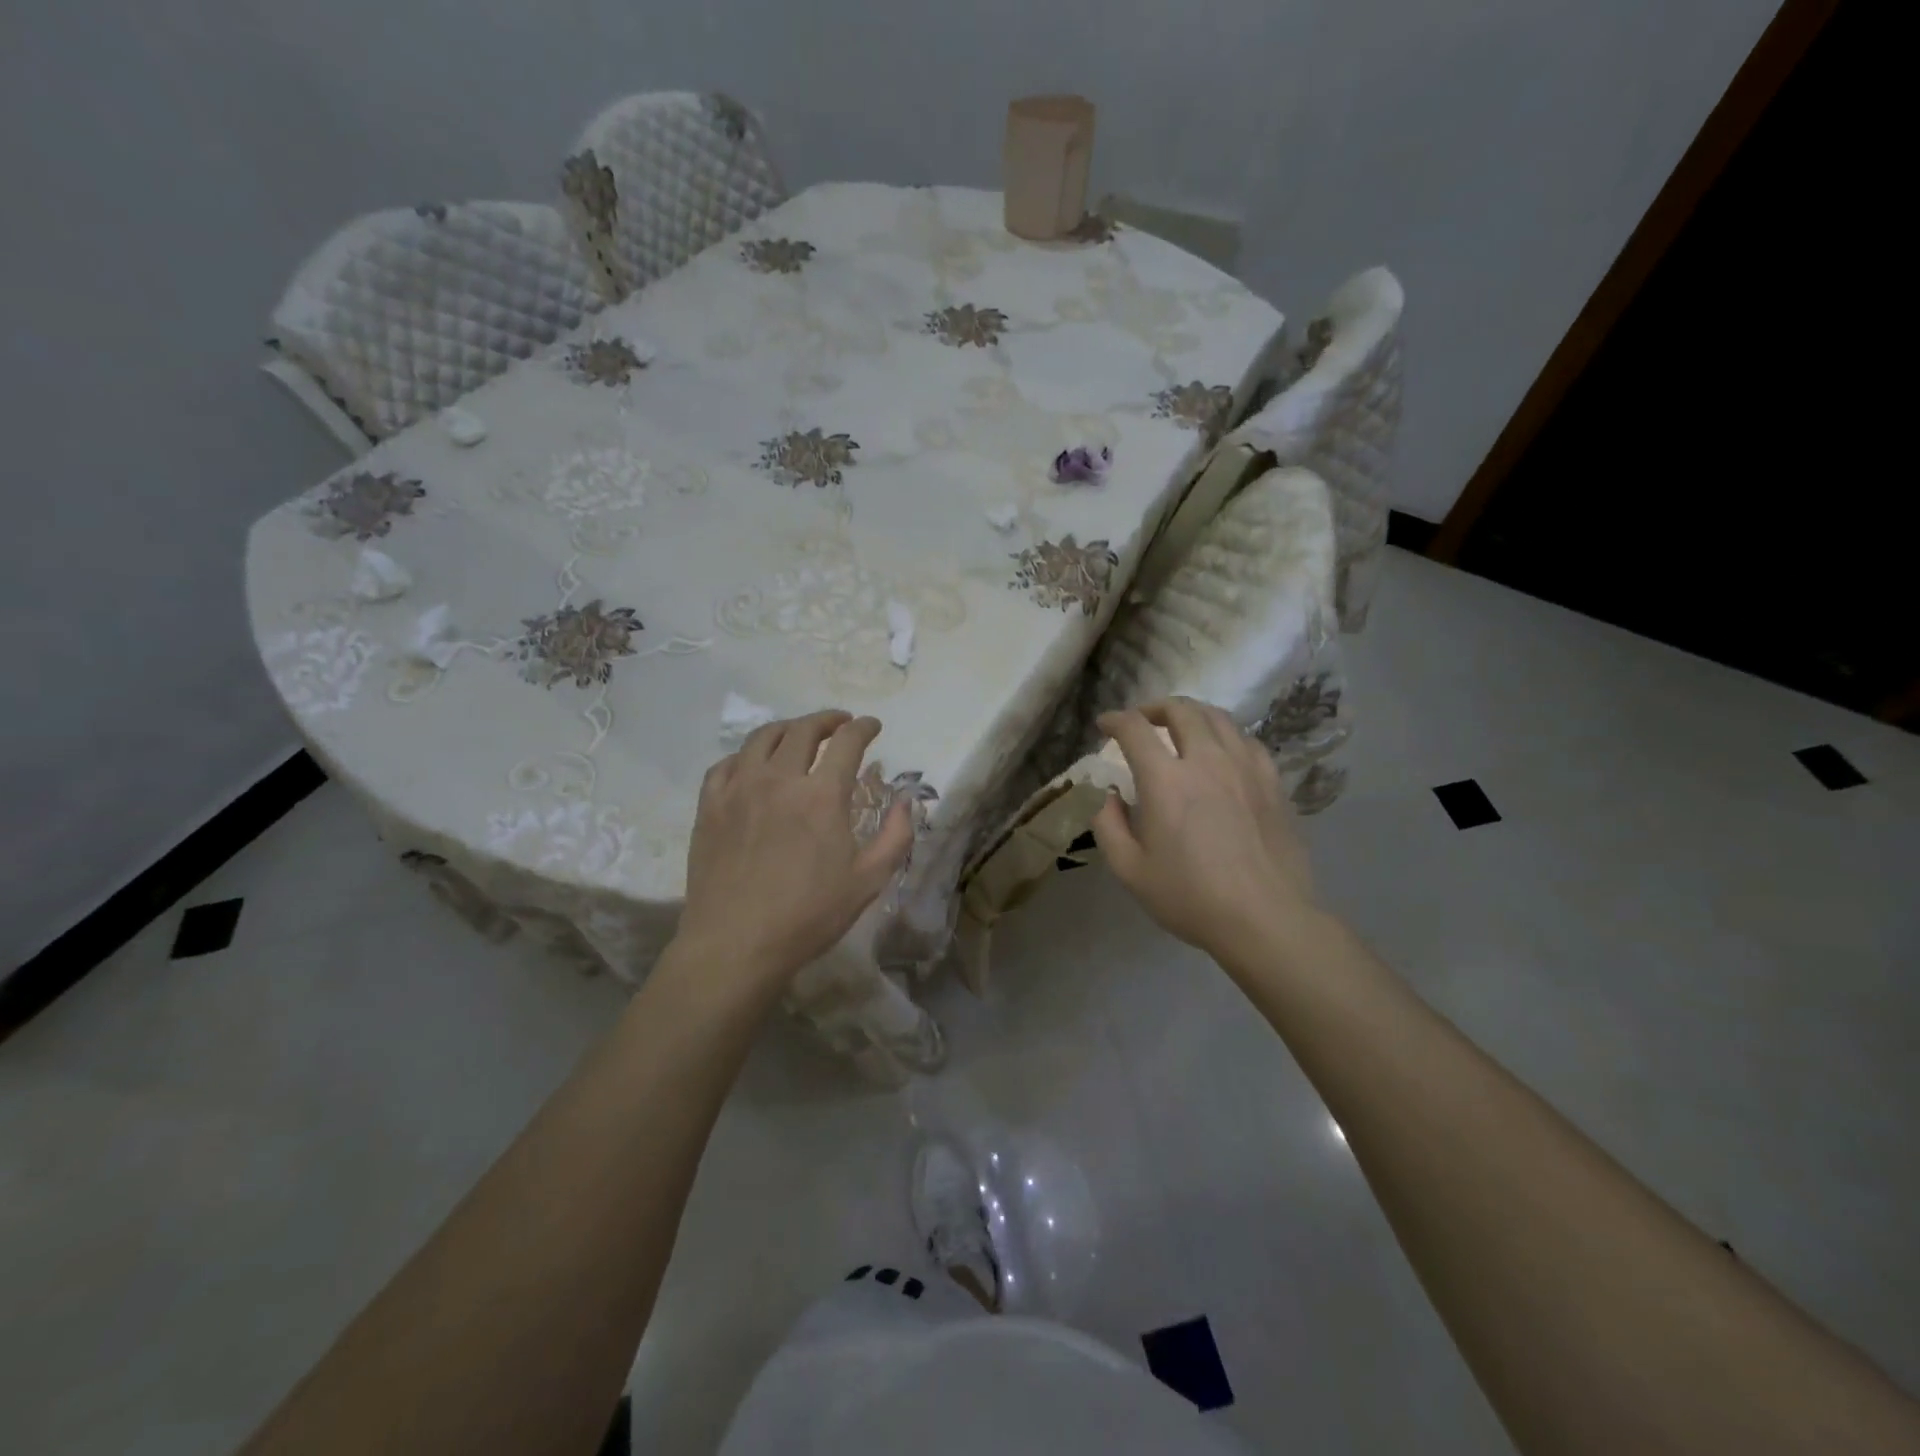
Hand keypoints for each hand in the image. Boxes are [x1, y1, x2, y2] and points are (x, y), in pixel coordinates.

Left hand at [676, 711, 914, 993]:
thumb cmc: (808, 916)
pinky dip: (746, 755)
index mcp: (822, 795)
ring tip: (798, 735)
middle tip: (840, 724)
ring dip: (787, 728)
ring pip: (762, 738)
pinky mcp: (709, 806)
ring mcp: (738, 789)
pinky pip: (726, 764)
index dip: (863, 728)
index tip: (872, 726)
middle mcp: (779, 779)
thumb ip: (895, 836)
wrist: (735, 944)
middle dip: (827, 720)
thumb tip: (905, 802)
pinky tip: (753, 765)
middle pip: (803, 730)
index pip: (847, 742)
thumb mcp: (869, 881)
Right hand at [1091, 699, 1316, 966]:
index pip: (1135, 729)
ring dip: (1191, 714)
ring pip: (1218, 717)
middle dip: (1154, 708)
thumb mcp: (1129, 869)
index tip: (1104, 725)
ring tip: (1180, 728)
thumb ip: (1107, 824)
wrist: (1266, 919)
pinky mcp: (1272, 781)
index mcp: (1166, 780)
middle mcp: (1206, 761)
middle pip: (1180, 710)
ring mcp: (1245, 767)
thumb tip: (1106, 793)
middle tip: (1141, 722)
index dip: (1114, 720)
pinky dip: (1224, 735)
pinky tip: (1221, 752)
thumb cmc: (1190, 897)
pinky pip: (1246, 740)